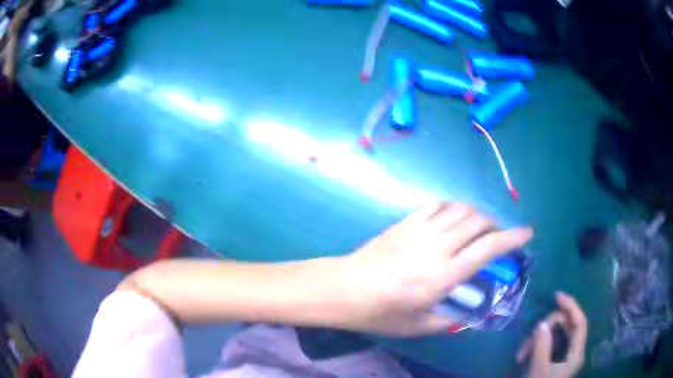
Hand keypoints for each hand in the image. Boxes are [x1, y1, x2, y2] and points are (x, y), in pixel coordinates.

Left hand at [337, 201, 532, 335]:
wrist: (341, 289)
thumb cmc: (378, 313)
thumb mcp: (416, 327)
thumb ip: (447, 322)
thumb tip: (467, 318)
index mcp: (442, 276)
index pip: (487, 248)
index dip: (512, 238)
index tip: (527, 233)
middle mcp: (436, 247)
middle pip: (477, 221)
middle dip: (496, 224)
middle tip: (498, 237)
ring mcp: (419, 230)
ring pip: (459, 208)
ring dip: (476, 214)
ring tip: (477, 228)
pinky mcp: (404, 223)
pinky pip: (435, 204)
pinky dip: (451, 207)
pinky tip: (451, 219)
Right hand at [517, 292, 587, 377]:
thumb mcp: (538, 370)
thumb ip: (542, 347)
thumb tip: (542, 324)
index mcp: (576, 353)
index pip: (580, 322)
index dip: (571, 306)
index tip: (557, 296)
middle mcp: (573, 350)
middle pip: (566, 326)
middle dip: (547, 328)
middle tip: (529, 339)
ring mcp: (564, 354)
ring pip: (555, 334)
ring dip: (538, 339)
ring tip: (522, 353)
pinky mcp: (555, 358)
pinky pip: (548, 342)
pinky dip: (537, 344)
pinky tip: (524, 354)